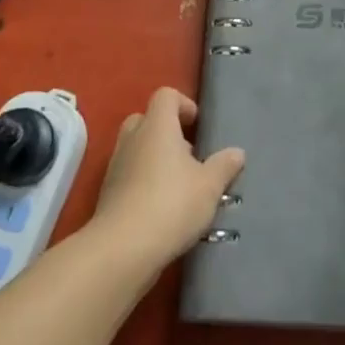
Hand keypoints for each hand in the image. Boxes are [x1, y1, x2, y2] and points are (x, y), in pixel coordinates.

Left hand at [92, 88, 244, 269]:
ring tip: (179, 185)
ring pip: (136, 148)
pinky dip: (143, 182)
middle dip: (166, 132)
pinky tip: (162, 207)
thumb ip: (224, 166)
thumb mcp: (209, 186)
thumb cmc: (171, 204)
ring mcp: (116, 166)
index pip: (166, 96)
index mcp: (157, 126)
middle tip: (188, 155)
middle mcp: (133, 139)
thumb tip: (237, 152)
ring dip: (155, 158)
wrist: (123, 249)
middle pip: (146, 119)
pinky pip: (128, 174)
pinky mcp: (108, 193)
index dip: (183, 104)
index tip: (198, 126)